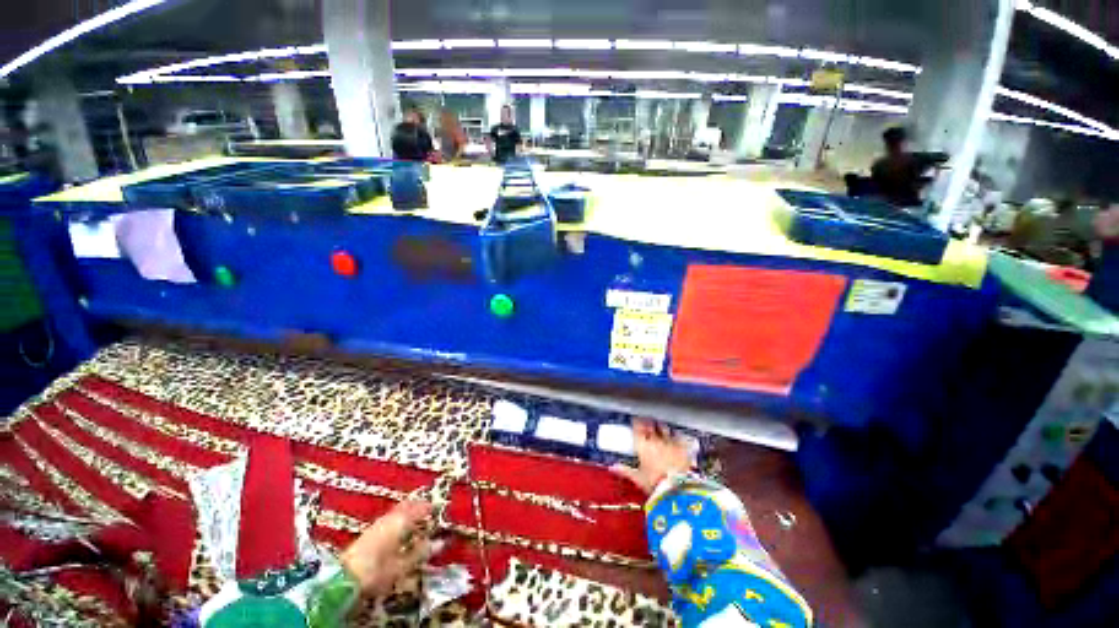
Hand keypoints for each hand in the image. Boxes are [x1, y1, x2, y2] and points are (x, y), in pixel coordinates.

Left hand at [340, 500, 432, 596]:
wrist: (342, 578)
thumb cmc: (377, 570)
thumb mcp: (402, 565)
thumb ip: (420, 553)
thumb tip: (440, 542)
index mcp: (401, 521)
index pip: (419, 508)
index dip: (430, 507)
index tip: (440, 508)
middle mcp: (390, 517)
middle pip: (407, 505)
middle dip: (418, 505)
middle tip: (429, 508)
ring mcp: (378, 523)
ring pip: (398, 510)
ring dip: (408, 510)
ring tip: (416, 516)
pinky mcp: (369, 531)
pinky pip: (390, 517)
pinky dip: (399, 517)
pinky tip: (399, 526)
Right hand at [611, 419, 692, 493]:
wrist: (677, 488)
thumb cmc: (655, 483)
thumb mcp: (638, 478)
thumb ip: (625, 470)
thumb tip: (613, 467)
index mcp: (642, 445)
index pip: (637, 427)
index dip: (636, 422)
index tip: (635, 421)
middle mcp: (655, 439)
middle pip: (650, 424)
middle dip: (647, 422)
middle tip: (646, 423)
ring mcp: (669, 441)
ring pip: (663, 427)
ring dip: (660, 426)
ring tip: (659, 426)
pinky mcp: (682, 446)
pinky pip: (678, 434)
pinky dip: (675, 433)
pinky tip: (675, 434)